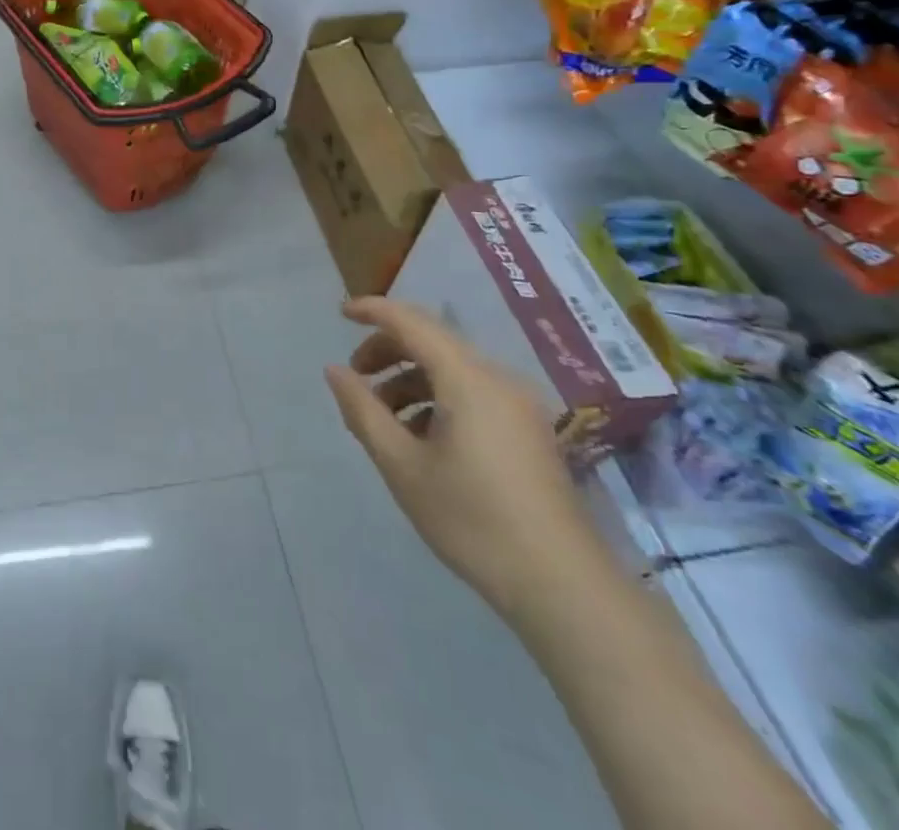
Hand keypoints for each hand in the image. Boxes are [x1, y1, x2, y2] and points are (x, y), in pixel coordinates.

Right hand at [324, 298, 606, 620]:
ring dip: (410, 379)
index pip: (412, 322)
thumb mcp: (402, 466)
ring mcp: (519, 405)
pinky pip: (472, 392)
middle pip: (433, 341)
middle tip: (356, 379)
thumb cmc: (473, 520)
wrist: (563, 587)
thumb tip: (335, 370)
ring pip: (452, 369)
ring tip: (382, 418)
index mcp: (468, 379)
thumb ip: (363, 410)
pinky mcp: (529, 430)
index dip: (374, 311)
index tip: (340, 314)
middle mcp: (498, 379)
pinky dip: (437, 398)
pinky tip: (420, 438)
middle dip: (388, 350)